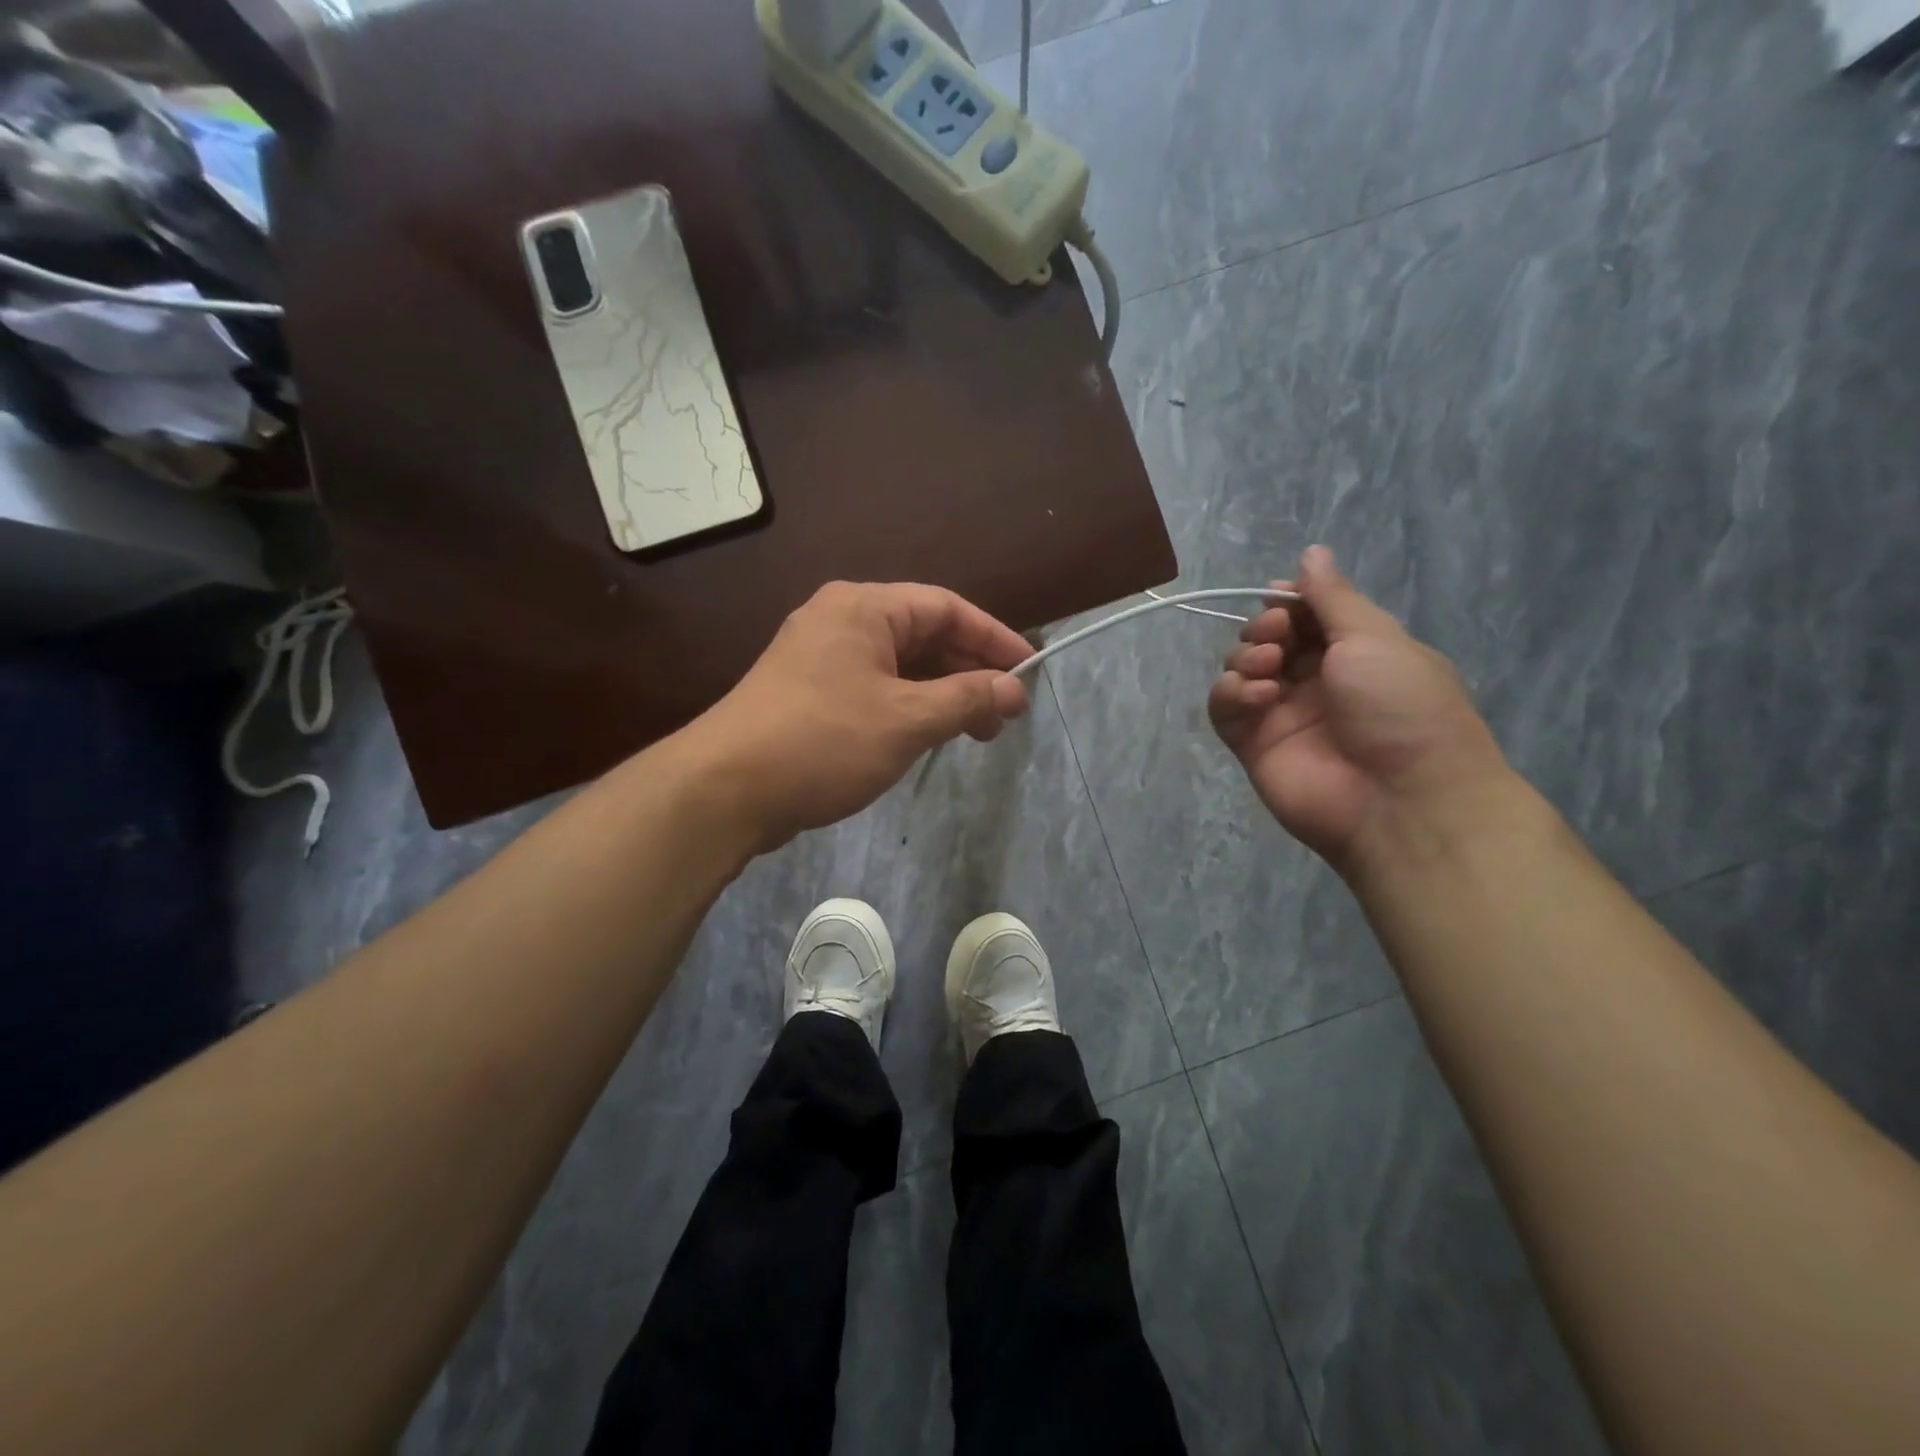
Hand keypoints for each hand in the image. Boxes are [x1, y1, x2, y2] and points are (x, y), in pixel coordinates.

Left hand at [697, 581, 1030, 851]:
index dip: (993, 638)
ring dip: (941, 693)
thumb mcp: (906, 720)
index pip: (946, 608)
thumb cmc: (823, 741)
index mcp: (863, 608)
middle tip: (1005, 713)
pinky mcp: (808, 693)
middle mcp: (840, 620)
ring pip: (898, 665)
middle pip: (923, 635)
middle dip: (969, 671)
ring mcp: (819, 657)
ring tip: (976, 732)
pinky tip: (928, 734)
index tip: (1029, 671)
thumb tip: (1015, 690)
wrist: (725, 790)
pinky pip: (874, 687)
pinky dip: (908, 706)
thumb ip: (966, 699)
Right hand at [1208, 547, 1508, 872]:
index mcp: (1355, 653)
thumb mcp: (1375, 638)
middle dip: (1265, 627)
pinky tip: (1257, 696)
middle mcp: (1315, 682)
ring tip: (1270, 668)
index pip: (1306, 616)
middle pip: (1268, 638)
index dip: (1288, 601)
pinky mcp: (1253, 745)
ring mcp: (1282, 715)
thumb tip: (1311, 552)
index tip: (1280, 595)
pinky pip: (1224, 708)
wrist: (1400, 800)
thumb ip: (1333, 597)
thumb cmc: (1401, 707)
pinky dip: (1231, 693)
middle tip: (1279, 635)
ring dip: (1247, 656)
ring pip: (1241, 669)